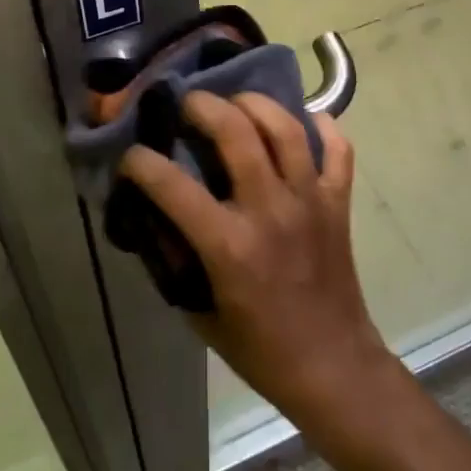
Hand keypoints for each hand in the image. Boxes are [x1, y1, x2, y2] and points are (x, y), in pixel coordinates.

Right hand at [120, 93, 398, 432]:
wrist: (334, 368)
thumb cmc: (261, 349)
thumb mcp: (200, 313)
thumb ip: (176, 261)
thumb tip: (153, 219)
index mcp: (229, 245)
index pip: (173, 186)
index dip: (141, 163)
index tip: (131, 156)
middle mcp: (270, 211)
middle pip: (237, 132)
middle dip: (204, 106)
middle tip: (189, 102)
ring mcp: (310, 201)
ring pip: (286, 129)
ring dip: (257, 104)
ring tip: (237, 102)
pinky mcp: (339, 202)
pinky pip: (338, 149)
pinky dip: (323, 127)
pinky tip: (304, 120)